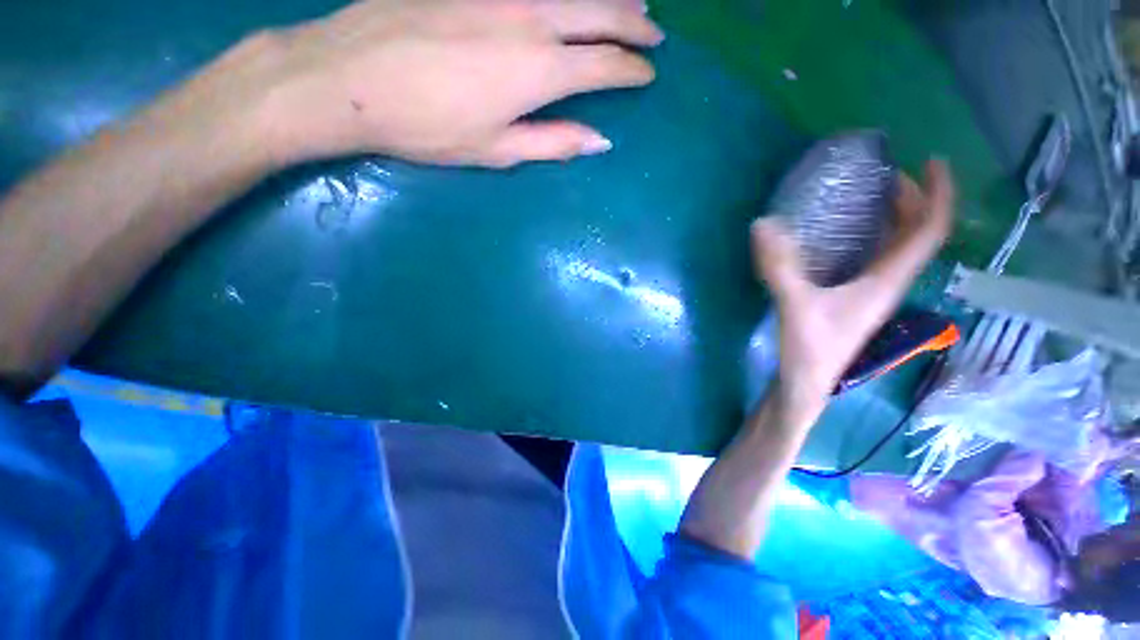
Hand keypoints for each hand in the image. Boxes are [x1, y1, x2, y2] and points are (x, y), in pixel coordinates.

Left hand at [254, 0, 662, 166]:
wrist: (352, 77)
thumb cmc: (430, 127)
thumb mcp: (498, 150)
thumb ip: (553, 142)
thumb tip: (599, 142)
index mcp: (539, 71)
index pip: (604, 65)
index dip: (631, 70)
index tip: (648, 75)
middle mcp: (531, 19)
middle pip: (600, 13)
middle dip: (634, 25)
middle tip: (654, 34)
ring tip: (633, 3)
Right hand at [752, 159, 954, 402]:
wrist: (807, 383)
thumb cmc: (811, 349)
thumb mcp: (795, 305)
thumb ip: (779, 267)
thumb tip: (763, 224)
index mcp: (888, 280)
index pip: (929, 230)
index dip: (938, 193)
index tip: (932, 160)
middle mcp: (889, 281)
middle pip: (916, 232)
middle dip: (912, 198)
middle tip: (885, 174)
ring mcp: (872, 290)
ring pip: (897, 244)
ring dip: (893, 215)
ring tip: (871, 194)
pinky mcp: (853, 296)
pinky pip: (875, 255)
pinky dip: (870, 234)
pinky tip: (844, 231)